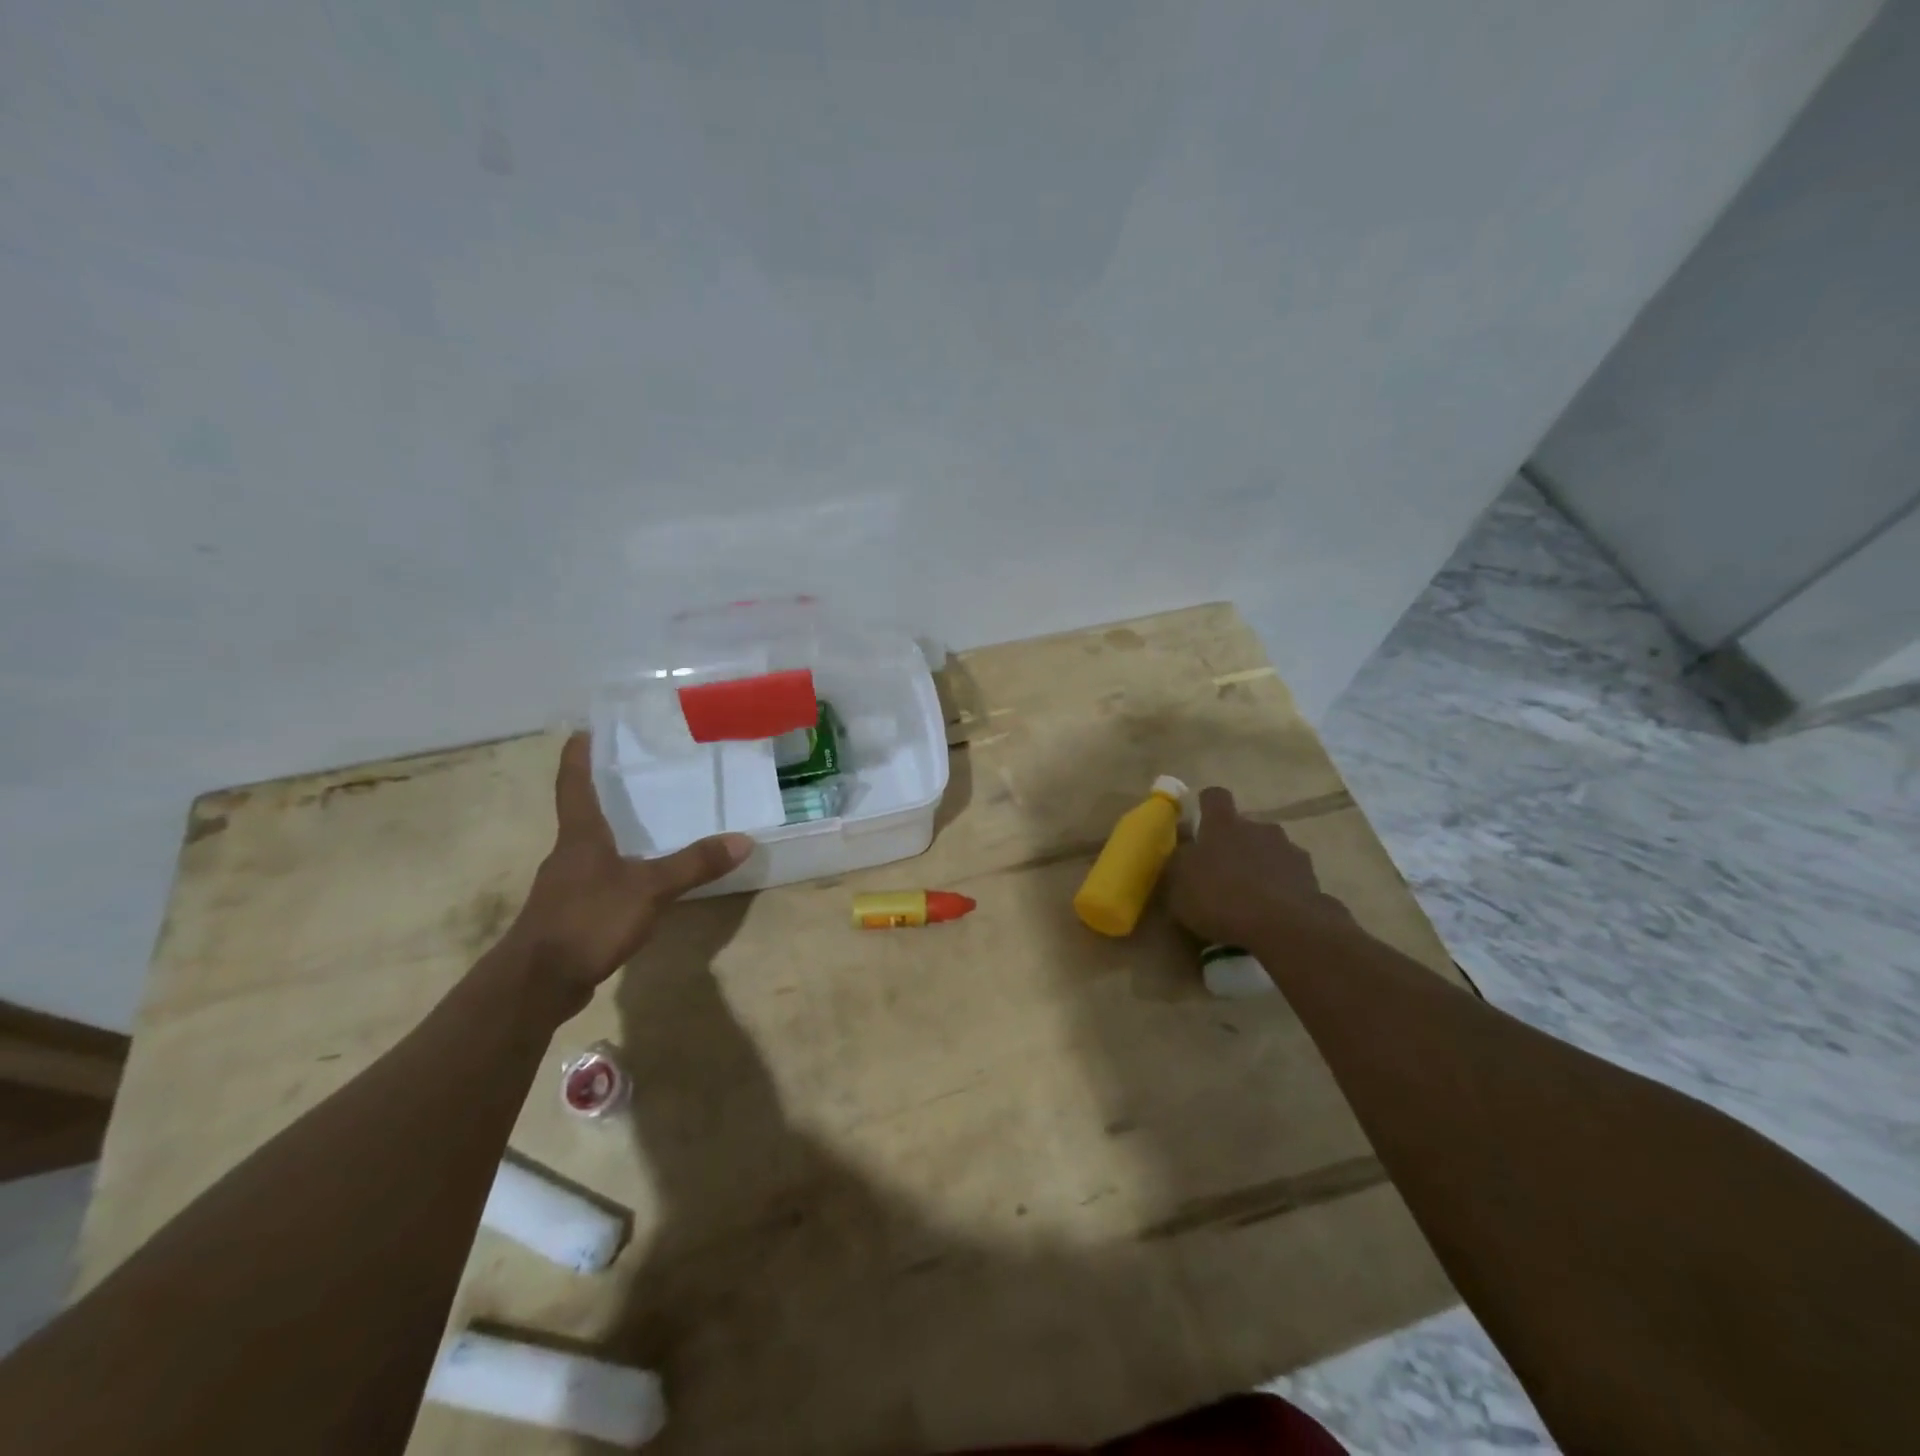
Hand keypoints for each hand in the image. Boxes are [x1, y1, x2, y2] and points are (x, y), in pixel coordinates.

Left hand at [502, 732, 753, 1017]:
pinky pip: (597, 878)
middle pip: (583, 813)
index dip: (578, 756)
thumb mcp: (650, 889)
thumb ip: (694, 864)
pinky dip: (617, 868)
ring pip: (591, 848)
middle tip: (639, 773)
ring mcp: (566, 885)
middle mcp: (568, 853)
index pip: (574, 784)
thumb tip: (743, 839)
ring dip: (613, 833)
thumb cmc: (588, 920)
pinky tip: (640, 879)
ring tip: (649, 822)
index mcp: (580, 836)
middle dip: (605, 792)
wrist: (537, 984)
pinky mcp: (569, 914)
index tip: (584, 730)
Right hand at [1166, 786, 1352, 948]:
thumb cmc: (1219, 898)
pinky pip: (1290, 876)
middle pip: (1244, 826)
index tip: (1201, 822)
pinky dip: (1281, 888)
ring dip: (1260, 865)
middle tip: (1222, 872)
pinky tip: (1273, 912)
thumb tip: (1184, 846)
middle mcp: (1257, 827)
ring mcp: (1288, 849)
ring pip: (1269, 850)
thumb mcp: (1179, 885)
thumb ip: (1179, 862)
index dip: (1207, 806)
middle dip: (1235, 843)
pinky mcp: (1311, 876)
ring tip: (1250, 897)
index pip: (1214, 797)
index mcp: (1222, 824)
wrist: (1283, 925)